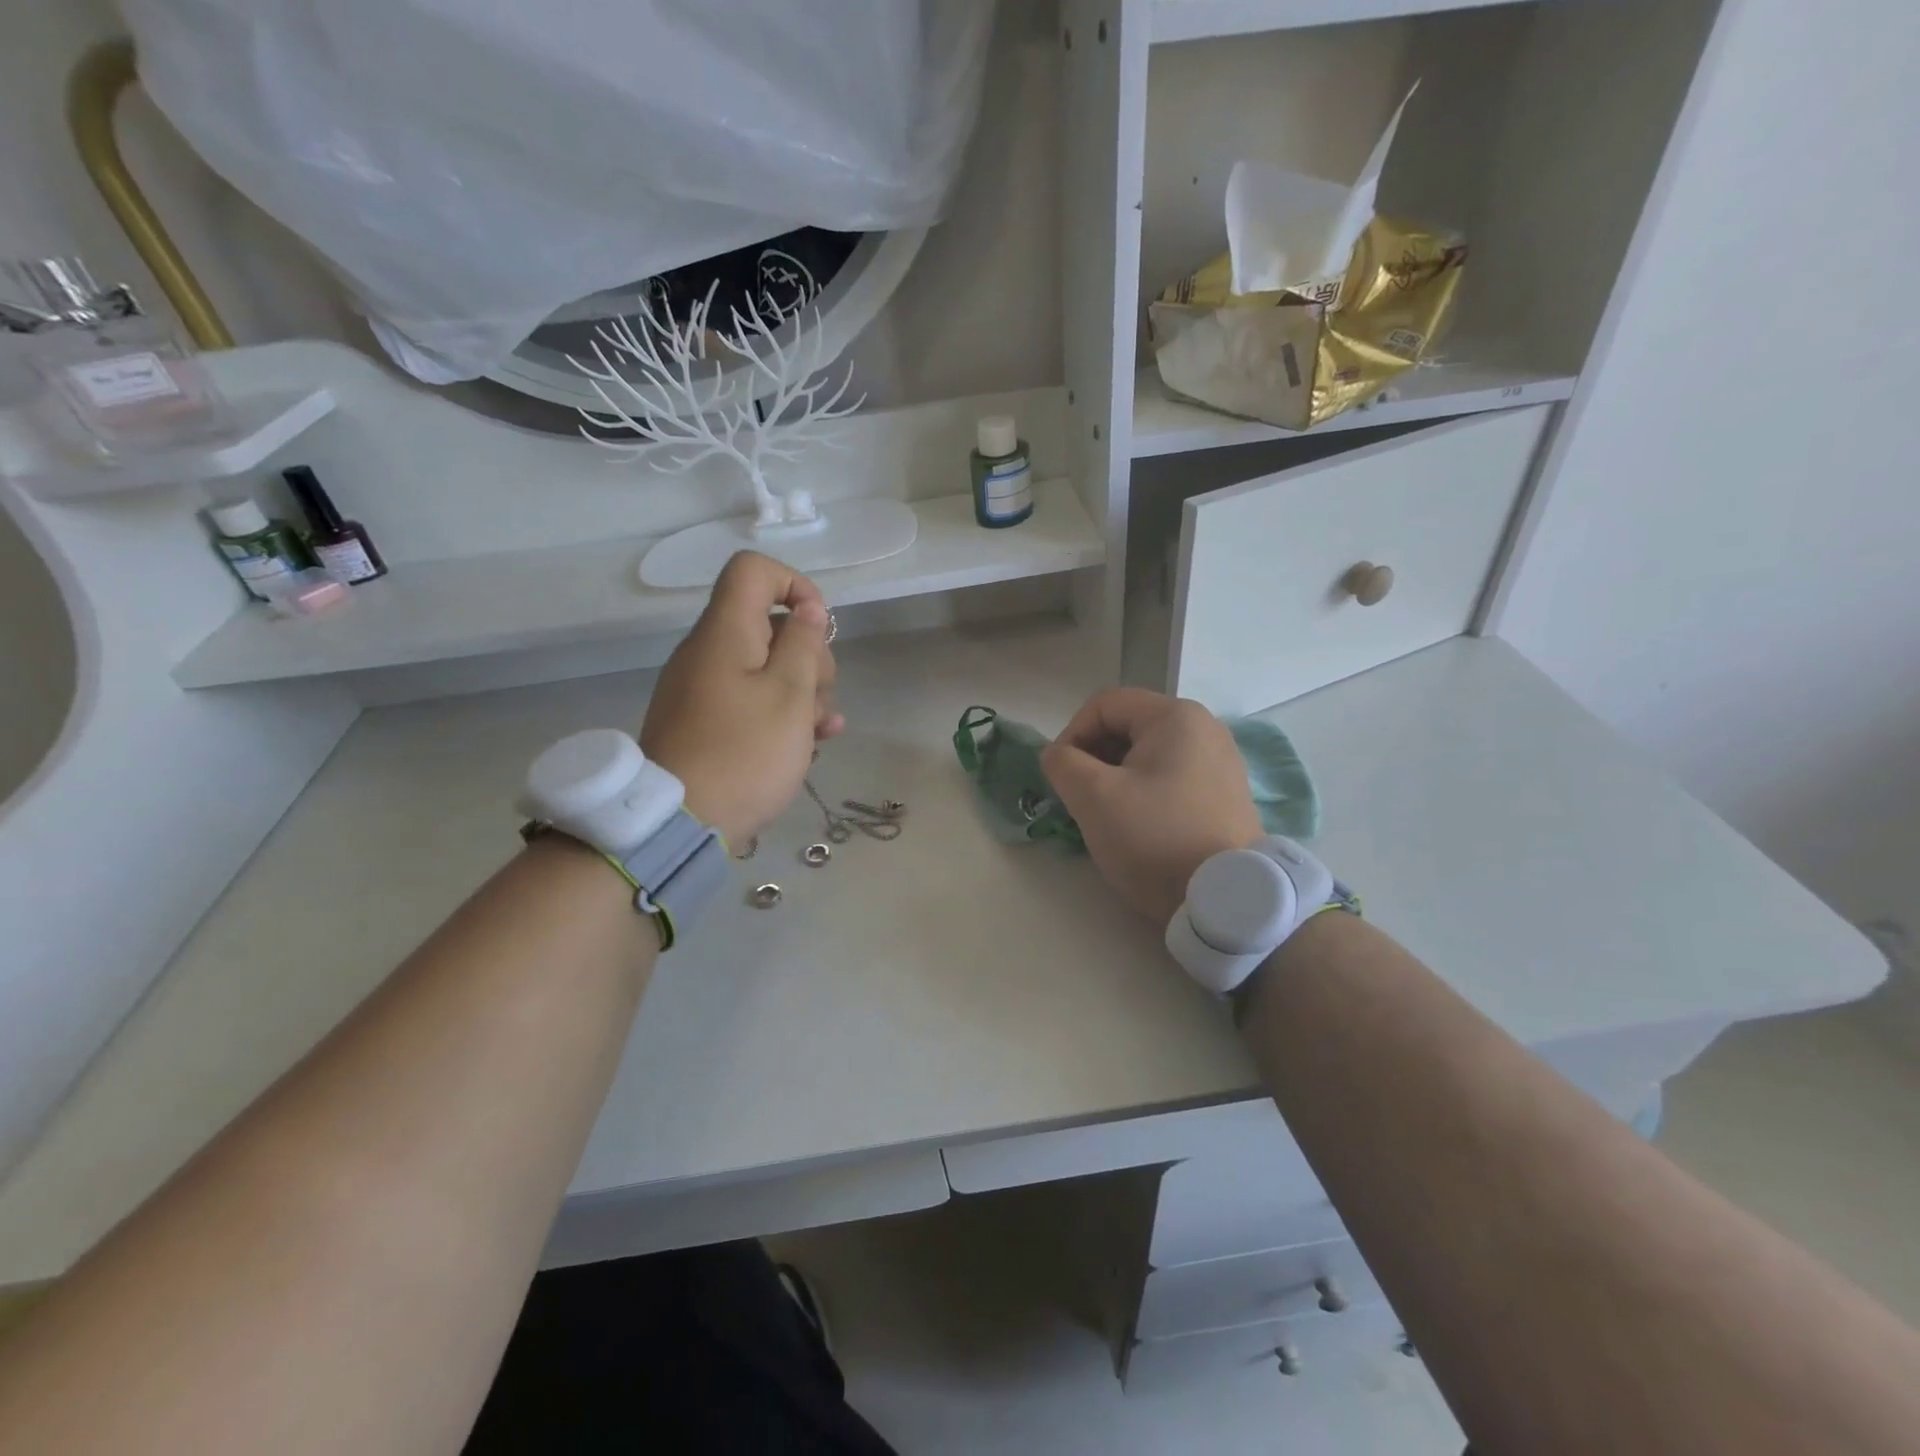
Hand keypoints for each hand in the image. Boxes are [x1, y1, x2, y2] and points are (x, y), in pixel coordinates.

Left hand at [641, 552, 843, 844]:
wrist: (678, 823)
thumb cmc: (745, 754)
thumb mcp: (790, 696)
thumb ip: (804, 645)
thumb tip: (808, 610)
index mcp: (725, 633)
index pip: (753, 571)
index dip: (795, 585)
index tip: (819, 627)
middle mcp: (708, 652)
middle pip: (767, 624)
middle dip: (809, 654)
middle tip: (822, 695)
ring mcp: (703, 689)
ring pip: (765, 668)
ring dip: (803, 691)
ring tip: (822, 731)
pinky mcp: (704, 723)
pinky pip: (749, 701)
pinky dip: (780, 713)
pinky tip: (810, 743)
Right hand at [1041, 689, 1260, 927]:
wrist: (1224, 899)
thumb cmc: (1154, 837)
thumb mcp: (1094, 797)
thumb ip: (1063, 764)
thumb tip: (1057, 755)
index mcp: (1175, 716)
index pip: (1104, 705)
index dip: (1071, 734)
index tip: (1060, 776)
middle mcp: (1204, 728)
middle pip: (1128, 726)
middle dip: (1094, 757)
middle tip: (1079, 797)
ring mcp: (1221, 762)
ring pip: (1148, 754)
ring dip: (1116, 777)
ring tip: (1105, 814)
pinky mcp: (1225, 794)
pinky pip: (1171, 777)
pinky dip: (1144, 791)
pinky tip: (1137, 825)